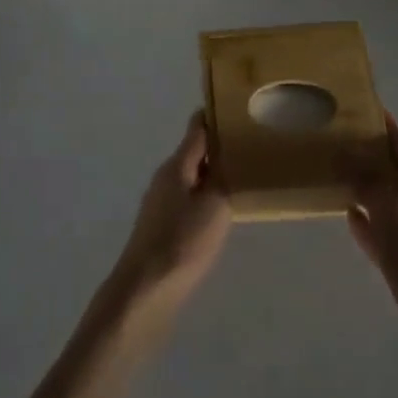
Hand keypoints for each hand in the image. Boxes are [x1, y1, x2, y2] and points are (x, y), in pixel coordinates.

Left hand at [109, 112, 231, 322]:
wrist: (146, 290)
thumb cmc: (182, 243)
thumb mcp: (214, 206)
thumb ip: (222, 178)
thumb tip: (226, 155)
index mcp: (176, 166)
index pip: (196, 129)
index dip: (215, 116)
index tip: (238, 107)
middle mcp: (164, 178)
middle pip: (194, 153)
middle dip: (219, 146)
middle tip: (251, 144)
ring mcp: (160, 203)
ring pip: (192, 177)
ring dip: (213, 173)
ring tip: (243, 175)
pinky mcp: (161, 227)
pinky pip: (188, 199)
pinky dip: (206, 196)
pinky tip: (223, 210)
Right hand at [344, 116, 397, 372]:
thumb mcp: (393, 215)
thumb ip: (368, 182)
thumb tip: (346, 155)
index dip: (383, 125)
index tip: (361, 105)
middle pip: (393, 170)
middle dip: (368, 153)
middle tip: (336, 137)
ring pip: (385, 198)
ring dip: (363, 184)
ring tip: (334, 170)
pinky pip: (381, 228)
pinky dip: (365, 218)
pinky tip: (345, 213)